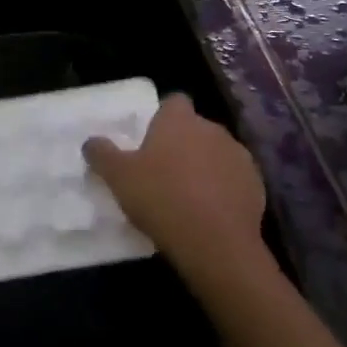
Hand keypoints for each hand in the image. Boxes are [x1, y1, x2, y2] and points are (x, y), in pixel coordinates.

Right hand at [83, 94, 267, 287]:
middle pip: (195, 128)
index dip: (162, 118)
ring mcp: (238, 155)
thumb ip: (102, 154)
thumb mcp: (119, 178)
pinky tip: (210, 213)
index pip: (173, 102)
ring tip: (188, 196)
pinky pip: (234, 179)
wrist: (216, 243)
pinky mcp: (256, 183)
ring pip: (216, 153)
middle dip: (183, 144)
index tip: (150, 140)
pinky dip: (224, 189)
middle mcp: (212, 128)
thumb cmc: (162, 199)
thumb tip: (91, 141)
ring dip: (205, 166)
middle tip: (164, 172)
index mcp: (179, 120)